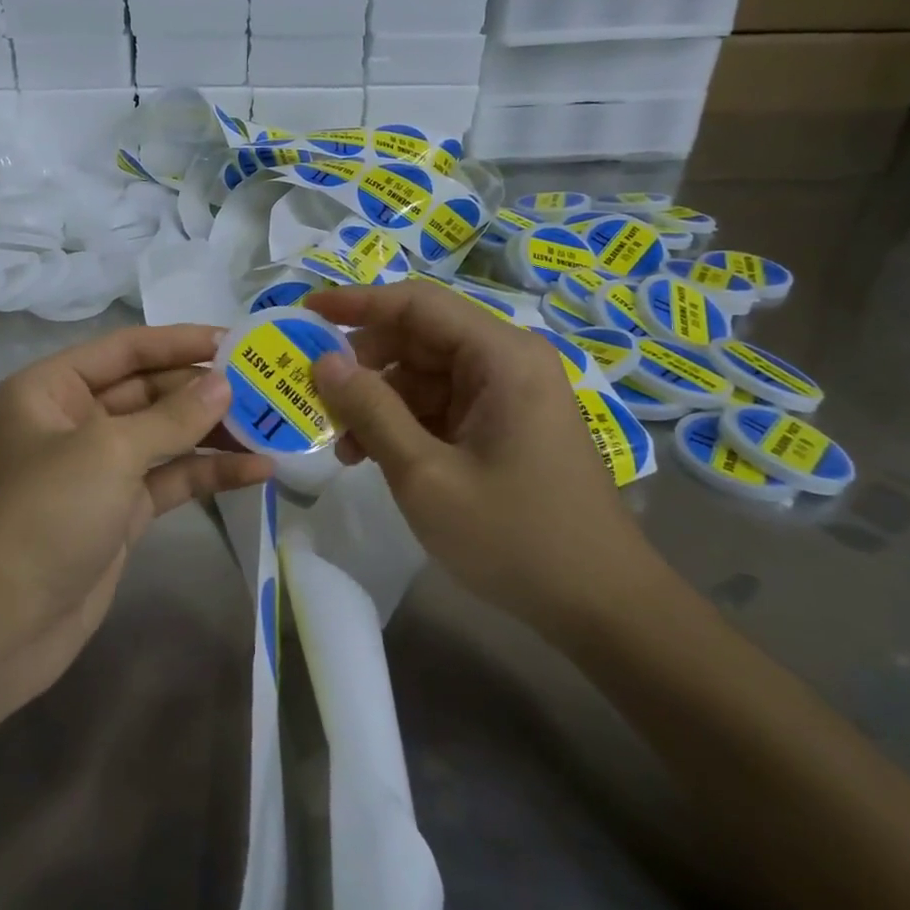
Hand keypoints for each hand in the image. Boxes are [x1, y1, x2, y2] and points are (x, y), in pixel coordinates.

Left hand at [0, 324, 272, 713]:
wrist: (2, 626)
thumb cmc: (46, 514)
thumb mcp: (110, 451)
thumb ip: (172, 416)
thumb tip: (224, 385)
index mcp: (53, 388)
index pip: (126, 350)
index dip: (180, 341)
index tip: (235, 341)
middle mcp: (75, 420)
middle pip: (149, 390)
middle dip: (203, 389)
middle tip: (265, 384)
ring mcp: (100, 468)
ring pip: (166, 436)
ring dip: (214, 432)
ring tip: (272, 424)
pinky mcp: (121, 510)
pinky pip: (171, 479)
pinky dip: (210, 474)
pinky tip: (258, 471)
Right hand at [305, 282, 663, 647]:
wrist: (603, 607)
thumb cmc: (516, 537)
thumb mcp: (426, 475)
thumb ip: (372, 411)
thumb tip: (324, 362)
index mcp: (502, 356)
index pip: (417, 303)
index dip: (358, 302)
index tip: (306, 311)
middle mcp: (508, 361)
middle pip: (420, 336)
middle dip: (364, 362)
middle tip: (315, 392)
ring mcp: (509, 394)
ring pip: (426, 373)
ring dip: (380, 400)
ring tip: (342, 444)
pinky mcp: (506, 424)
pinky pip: (443, 404)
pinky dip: (404, 422)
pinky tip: (373, 456)